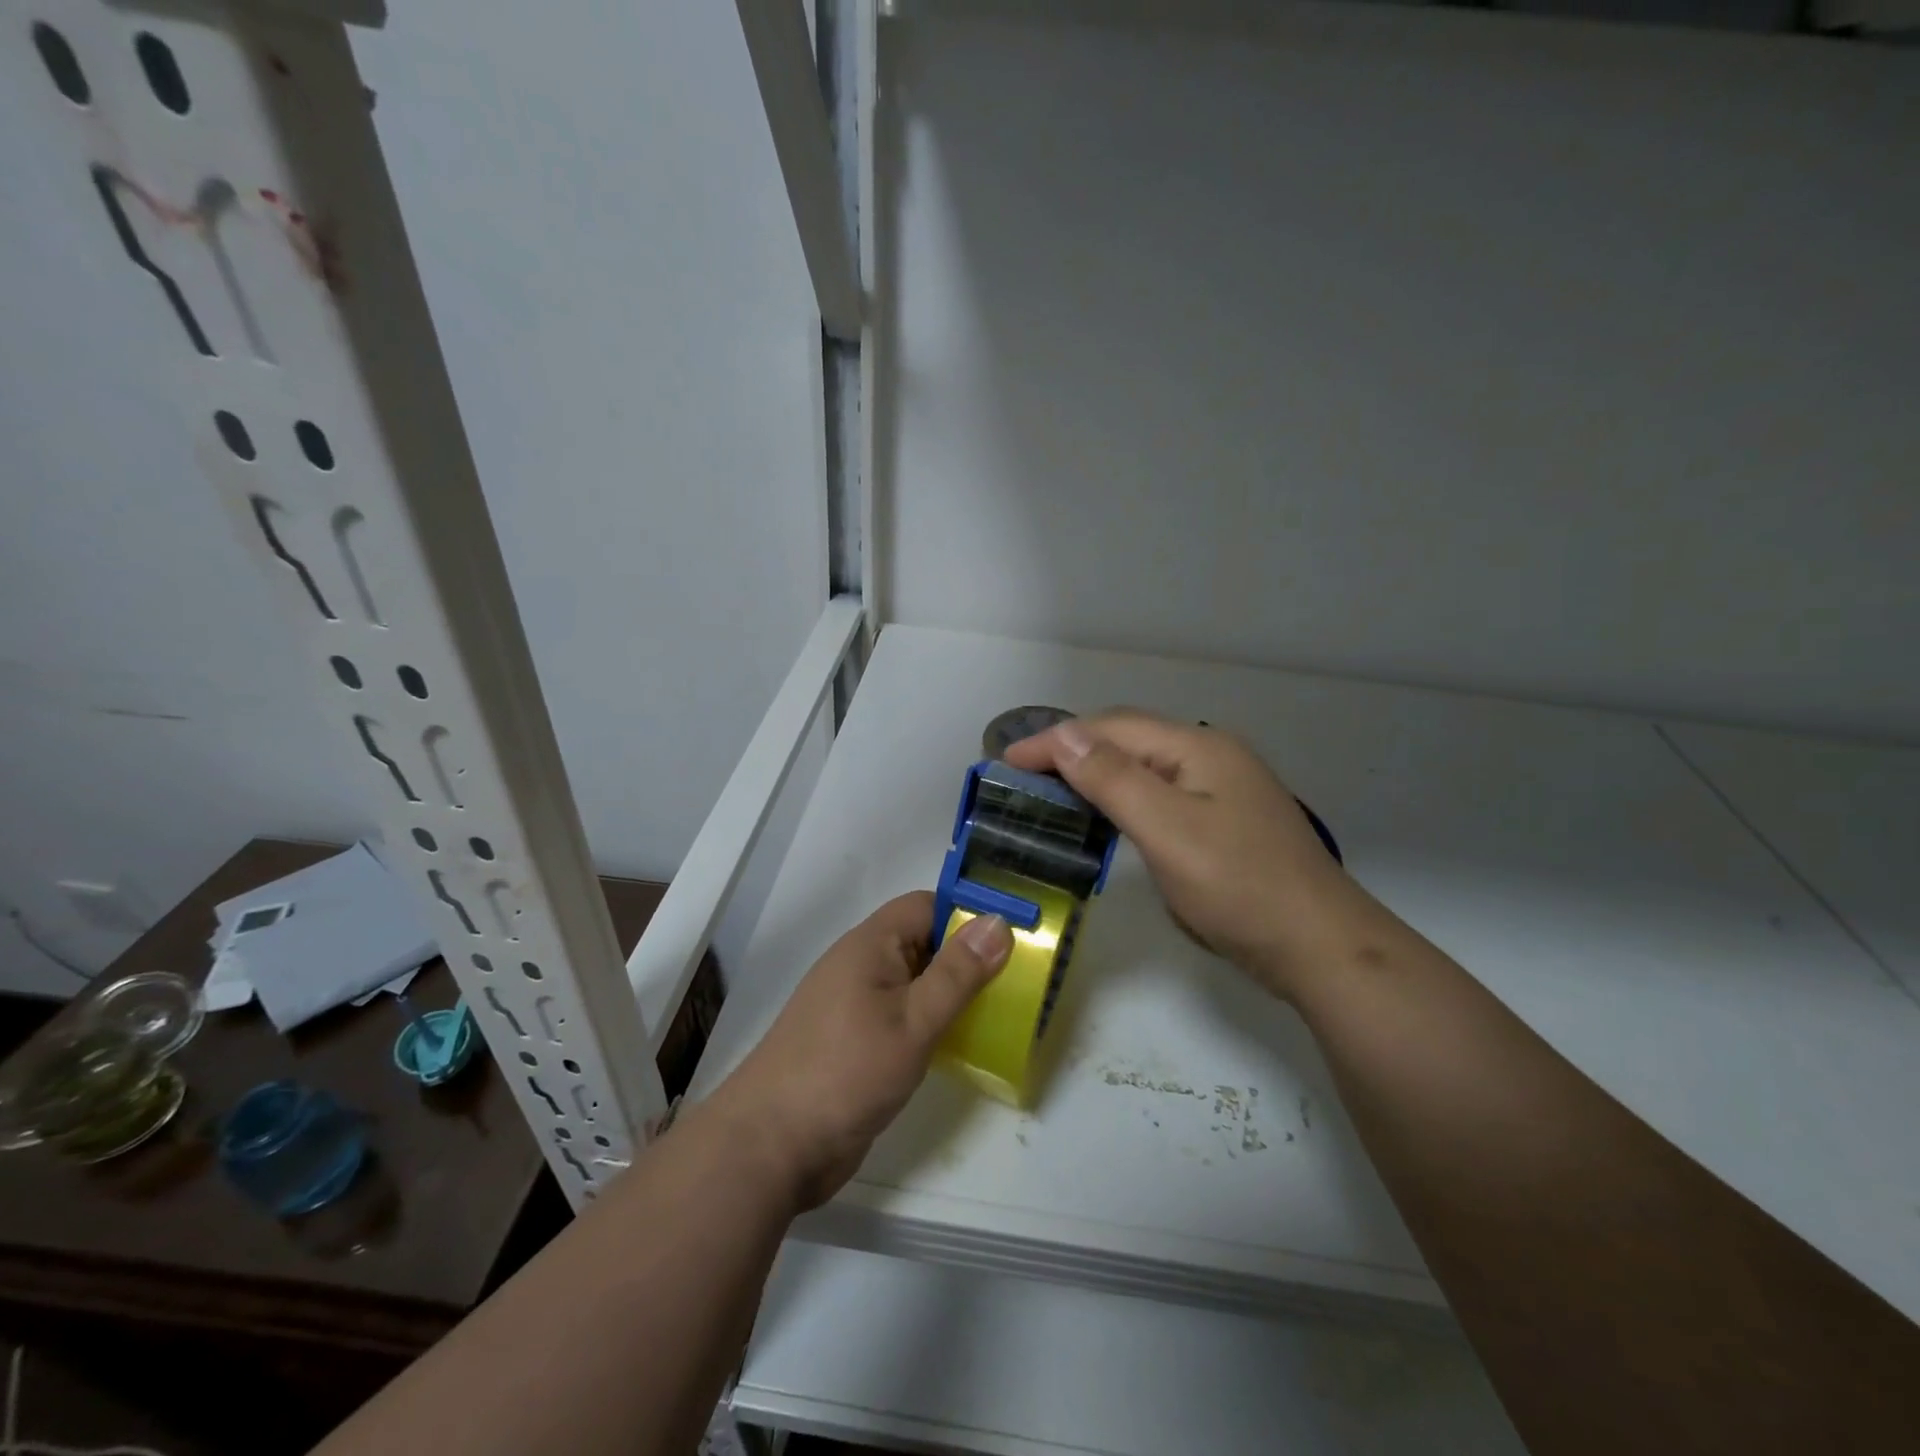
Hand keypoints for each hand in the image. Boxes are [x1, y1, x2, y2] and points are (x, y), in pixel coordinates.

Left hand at [703, 892, 1012, 1209]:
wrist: (771, 1146)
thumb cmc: (845, 1071)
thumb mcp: (913, 1020)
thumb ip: (957, 973)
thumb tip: (997, 923)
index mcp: (871, 944)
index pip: (926, 906)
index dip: (968, 913)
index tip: (1014, 934)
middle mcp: (863, 966)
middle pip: (924, 942)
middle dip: (968, 955)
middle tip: (1020, 976)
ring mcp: (858, 1006)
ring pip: (916, 982)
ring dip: (954, 992)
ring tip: (1004, 1009)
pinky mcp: (858, 1043)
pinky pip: (905, 1016)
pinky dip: (934, 1023)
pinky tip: (963, 1045)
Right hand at [1005, 710, 1374, 998]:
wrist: (1319, 947)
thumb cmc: (1239, 886)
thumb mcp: (1168, 830)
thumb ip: (1114, 779)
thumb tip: (1064, 735)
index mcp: (1198, 748)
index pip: (1110, 729)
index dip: (1055, 741)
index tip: (1005, 762)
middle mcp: (1210, 757)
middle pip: (1128, 740)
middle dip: (1072, 751)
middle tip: (1022, 777)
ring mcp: (1221, 790)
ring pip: (1143, 767)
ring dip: (1094, 773)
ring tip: (1052, 792)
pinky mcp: (1223, 822)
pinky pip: (1158, 794)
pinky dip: (1121, 798)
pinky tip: (1105, 817)